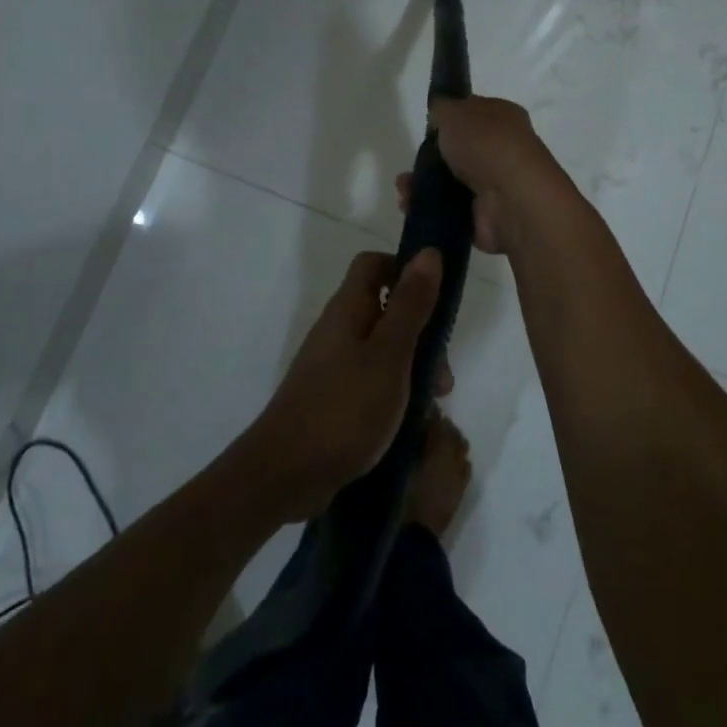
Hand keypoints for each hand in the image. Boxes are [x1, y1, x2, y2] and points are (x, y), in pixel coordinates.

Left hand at [244, 249, 446, 519]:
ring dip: (411, 368)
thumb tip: (429, 252)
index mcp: (348, 309)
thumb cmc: (344, 409)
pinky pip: (370, 380)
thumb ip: (411, 304)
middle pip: (384, 310)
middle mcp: (337, 330)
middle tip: (441, 374)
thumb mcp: (389, 354)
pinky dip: (394, 392)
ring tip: (432, 404)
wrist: (285, 474)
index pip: (375, 265)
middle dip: (420, 333)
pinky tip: (409, 422)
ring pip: (382, 349)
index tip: (437, 297)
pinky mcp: (332, 398)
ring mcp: (331, 365)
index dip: (406, 269)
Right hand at [396, 95, 572, 254]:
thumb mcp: (455, 111)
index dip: (449, 120)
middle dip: (429, 159)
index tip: (427, 128)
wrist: (511, 198)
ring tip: (404, 189)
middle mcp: (502, 151)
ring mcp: (495, 186)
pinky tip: (410, 205)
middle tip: (411, 164)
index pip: (473, 114)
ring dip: (423, 186)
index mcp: (503, 118)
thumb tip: (439, 115)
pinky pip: (449, 211)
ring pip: (450, 184)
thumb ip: (442, 108)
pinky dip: (429, 209)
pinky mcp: (484, 217)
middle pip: (458, 152)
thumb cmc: (485, 143)